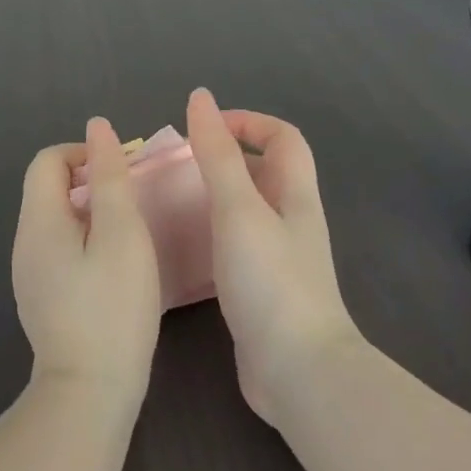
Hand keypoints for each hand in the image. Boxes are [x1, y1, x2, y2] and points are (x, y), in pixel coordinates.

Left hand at [11, 117, 163, 409]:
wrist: (89, 391)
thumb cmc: (112, 307)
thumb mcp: (122, 233)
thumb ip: (110, 176)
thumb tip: (97, 128)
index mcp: (38, 221)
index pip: (47, 160)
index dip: (83, 154)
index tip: (120, 173)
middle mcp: (24, 242)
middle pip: (48, 188)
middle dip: (90, 182)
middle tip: (132, 203)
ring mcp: (29, 274)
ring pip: (56, 220)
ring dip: (90, 212)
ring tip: (128, 234)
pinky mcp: (41, 297)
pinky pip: (58, 249)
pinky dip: (84, 241)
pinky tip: (112, 268)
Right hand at [184, 88, 363, 423]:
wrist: (297, 371)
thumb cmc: (270, 281)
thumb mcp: (239, 209)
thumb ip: (217, 155)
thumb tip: (200, 98)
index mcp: (295, 194)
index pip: (283, 137)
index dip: (247, 121)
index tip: (202, 127)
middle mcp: (292, 220)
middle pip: (266, 171)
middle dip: (226, 157)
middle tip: (178, 166)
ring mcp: (280, 257)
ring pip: (249, 209)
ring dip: (215, 196)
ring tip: (173, 200)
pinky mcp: (263, 288)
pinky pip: (237, 244)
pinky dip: (212, 233)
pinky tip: (184, 246)